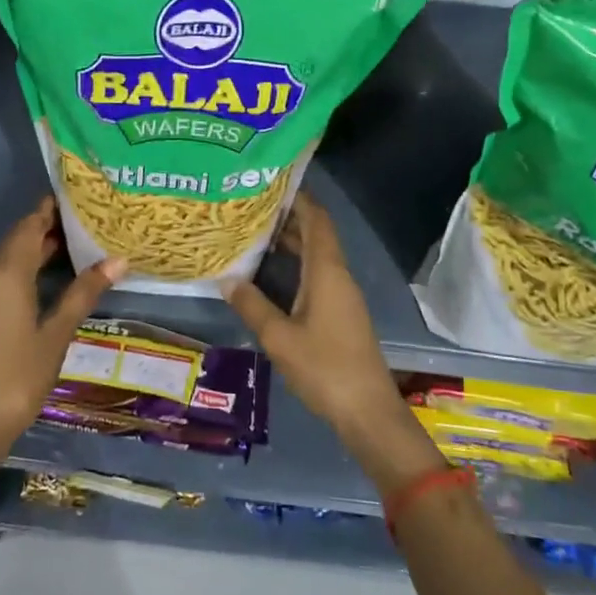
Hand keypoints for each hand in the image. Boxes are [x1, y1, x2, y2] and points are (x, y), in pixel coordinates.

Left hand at [0, 198, 124, 456]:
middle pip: (20, 238)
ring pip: (14, 256)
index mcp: (9, 275)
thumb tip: (118, 260)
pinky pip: (10, 274)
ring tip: (79, 238)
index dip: (50, 208)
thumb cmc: (20, 374)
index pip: (29, 226)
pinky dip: (32, 264)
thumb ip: (84, 292)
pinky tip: (57, 273)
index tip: (77, 195)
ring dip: (40, 244)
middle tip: (86, 215)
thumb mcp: (58, 332)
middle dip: (48, 223)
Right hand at [223, 193, 439, 491]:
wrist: (368, 412)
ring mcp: (342, 295)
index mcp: (327, 272)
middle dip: (288, 217)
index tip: (270, 182)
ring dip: (291, 242)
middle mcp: (338, 276)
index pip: (317, 220)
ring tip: (254, 233)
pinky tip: (271, 274)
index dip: (298, 198)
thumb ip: (252, 305)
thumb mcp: (279, 338)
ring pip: (316, 256)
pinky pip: (317, 275)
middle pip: (316, 234)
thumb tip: (227, 278)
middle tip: (250, 207)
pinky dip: (295, 265)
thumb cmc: (325, 368)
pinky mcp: (340, 314)